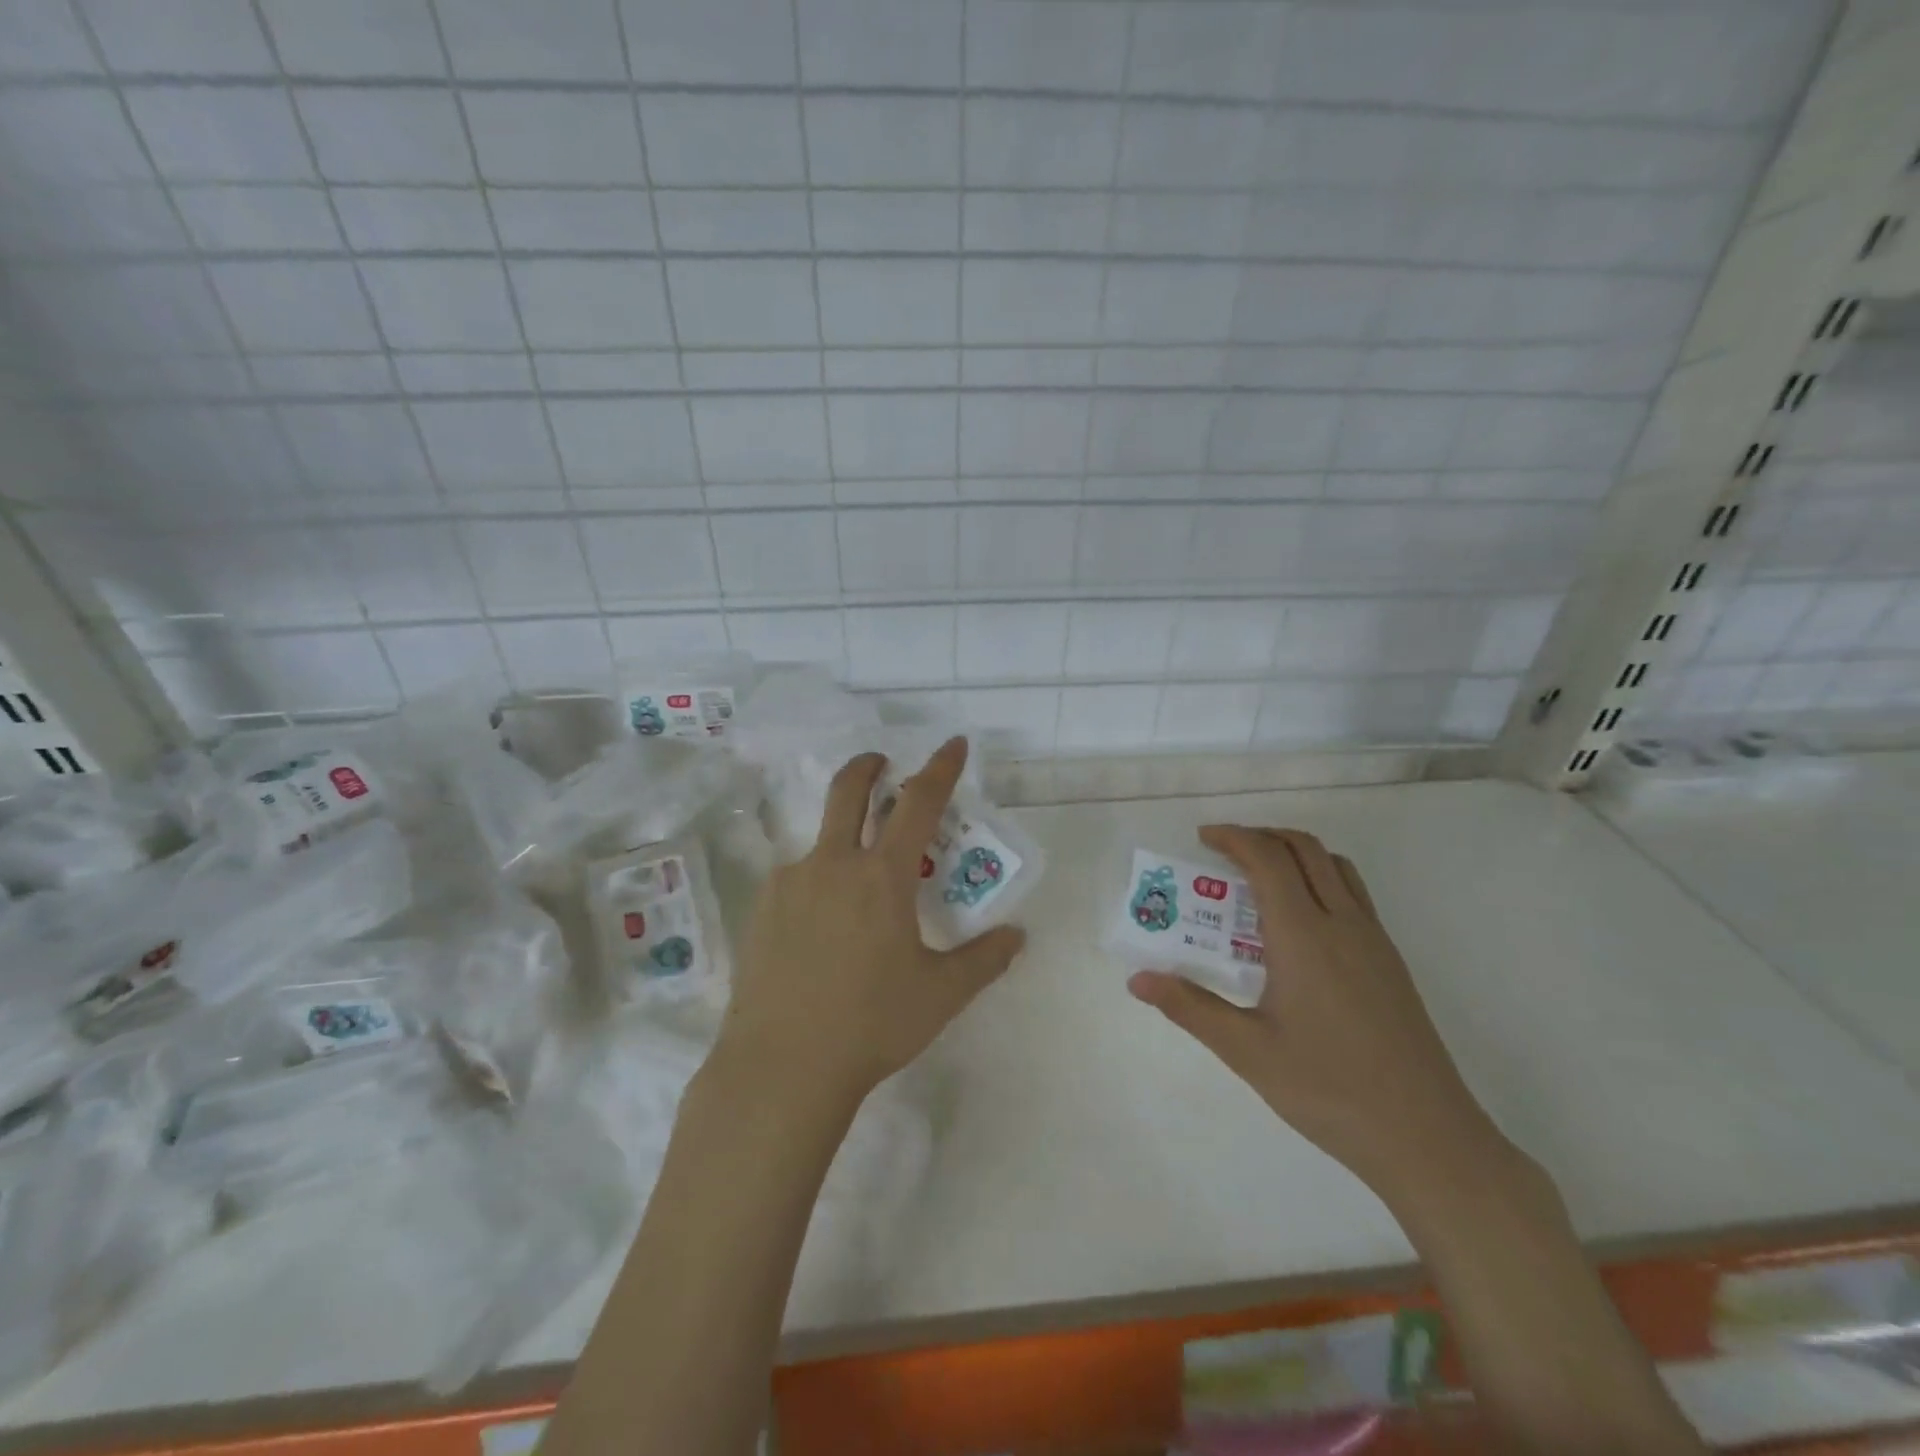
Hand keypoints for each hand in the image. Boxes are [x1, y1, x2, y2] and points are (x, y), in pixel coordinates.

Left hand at [718, 737, 1025, 1106]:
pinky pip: (797, 880)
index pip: (919, 802)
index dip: (940, 767)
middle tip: (883, 764)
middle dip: (869, 766)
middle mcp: (833, 864)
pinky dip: (819, 883)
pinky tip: (823, 928)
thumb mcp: (940, 994)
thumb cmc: (871, 1025)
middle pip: (848, 790)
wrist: (780, 1068)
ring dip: (844, 839)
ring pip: (821, 840)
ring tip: (860, 889)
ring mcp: (790, 883)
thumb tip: (1017, 935)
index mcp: (882, 876)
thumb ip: (984, 959)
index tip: (953, 743)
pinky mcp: (761, 909)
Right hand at [1128, 825, 1500, 1199]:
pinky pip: (1352, 893)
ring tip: (1260, 877)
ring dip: (1294, 853)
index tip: (1202, 838)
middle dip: (1261, 835)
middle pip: (1304, 848)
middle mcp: (1342, 923)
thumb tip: (1138, 980)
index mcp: (1303, 936)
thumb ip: (1190, 1007)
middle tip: (1224, 851)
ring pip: (1334, 866)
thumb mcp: (1247, 1051)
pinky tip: (1300, 924)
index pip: (1267, 859)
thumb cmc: (1329, 1090)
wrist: (1428, 1137)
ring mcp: (1373, 940)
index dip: (1233, 837)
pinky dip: (1319, 878)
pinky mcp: (1391, 961)